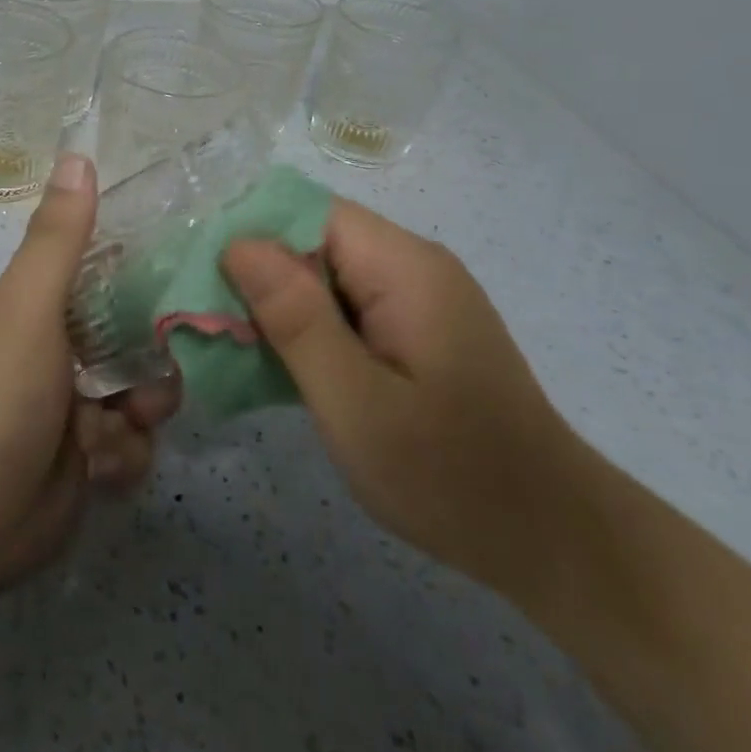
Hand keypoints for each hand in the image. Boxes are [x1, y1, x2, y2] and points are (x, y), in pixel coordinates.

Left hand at [0, 152, 179, 596]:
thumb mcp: (29, 308)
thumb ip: (59, 238)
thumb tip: (78, 155)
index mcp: (41, 306)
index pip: (107, 272)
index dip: (146, 275)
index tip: (186, 279)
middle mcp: (60, 350)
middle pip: (137, 337)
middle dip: (154, 362)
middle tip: (154, 379)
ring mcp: (75, 406)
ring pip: (145, 395)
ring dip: (138, 417)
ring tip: (112, 432)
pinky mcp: (89, 457)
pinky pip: (135, 445)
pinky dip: (123, 458)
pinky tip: (99, 470)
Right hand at [223, 200, 583, 597]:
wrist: (552, 539)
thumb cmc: (450, 475)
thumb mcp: (356, 402)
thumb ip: (296, 318)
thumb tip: (238, 244)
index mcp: (403, 267)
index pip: (306, 212)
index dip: (247, 235)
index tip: (198, 281)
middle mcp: (412, 266)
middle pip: (312, 241)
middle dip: (255, 276)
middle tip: (206, 326)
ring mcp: (416, 299)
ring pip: (323, 276)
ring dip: (276, 307)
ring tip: (231, 347)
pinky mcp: (414, 330)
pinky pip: (344, 308)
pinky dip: (305, 329)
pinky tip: (279, 366)